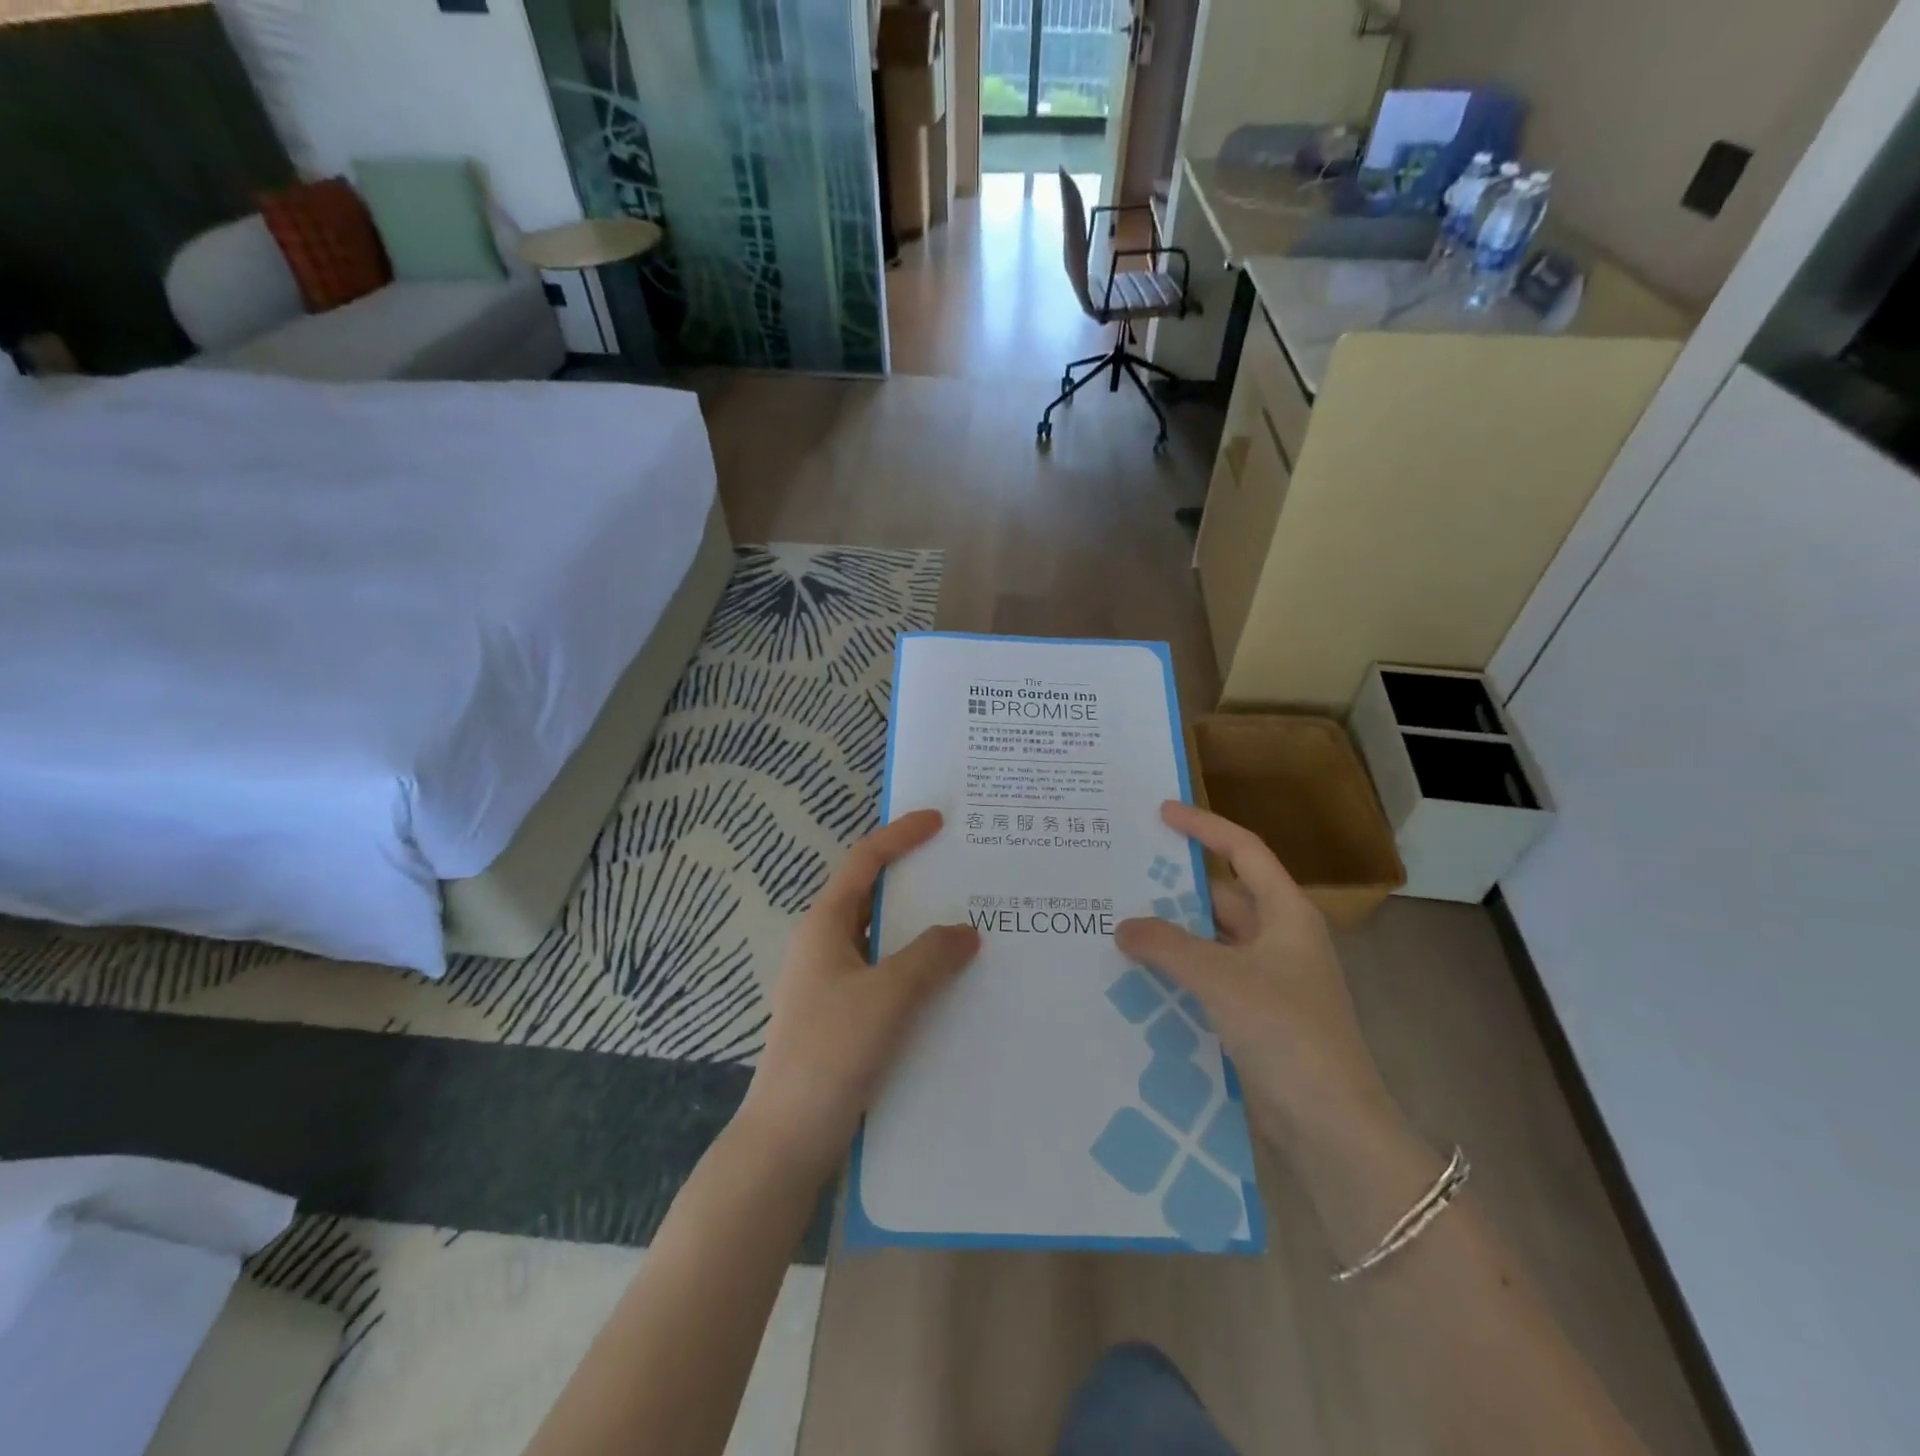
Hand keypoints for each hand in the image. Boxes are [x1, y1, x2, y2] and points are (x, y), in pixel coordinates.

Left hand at [738, 809, 980, 1183]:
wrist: (787, 1139)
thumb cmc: (831, 1052)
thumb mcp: (887, 996)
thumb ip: (930, 956)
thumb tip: (967, 930)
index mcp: (825, 924)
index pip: (865, 861)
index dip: (901, 835)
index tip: (939, 820)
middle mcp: (825, 944)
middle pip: (874, 895)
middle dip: (917, 880)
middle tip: (965, 871)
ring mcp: (832, 981)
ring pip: (883, 938)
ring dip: (921, 928)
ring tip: (969, 923)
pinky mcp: (843, 1015)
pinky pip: (886, 973)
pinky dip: (917, 966)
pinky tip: (950, 982)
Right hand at [1115, 802, 1394, 1145]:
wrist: (1330, 1125)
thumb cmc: (1285, 1032)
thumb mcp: (1220, 978)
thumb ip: (1167, 945)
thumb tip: (1123, 926)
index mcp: (1286, 914)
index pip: (1244, 850)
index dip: (1204, 826)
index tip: (1161, 813)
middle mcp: (1280, 939)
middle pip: (1223, 896)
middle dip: (1175, 889)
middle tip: (1123, 877)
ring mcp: (1269, 980)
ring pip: (1212, 940)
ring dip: (1172, 935)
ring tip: (1120, 925)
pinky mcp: (1256, 1016)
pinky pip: (1209, 978)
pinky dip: (1178, 971)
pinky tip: (1139, 976)